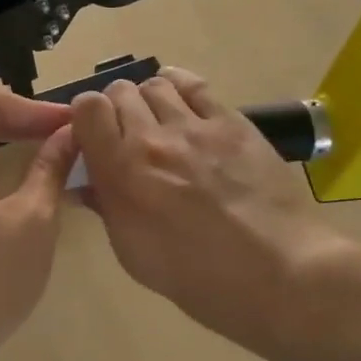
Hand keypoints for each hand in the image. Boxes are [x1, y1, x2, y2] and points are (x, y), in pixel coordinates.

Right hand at [70, 68, 355, 360]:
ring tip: (159, 122)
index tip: (92, 137)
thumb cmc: (197, 276)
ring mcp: (195, 126)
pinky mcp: (232, 122)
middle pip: (119, 91)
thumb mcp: (133, 253)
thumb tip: (90, 183)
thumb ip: (107, 207)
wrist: (275, 273)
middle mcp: (152, 139)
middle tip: (126, 135)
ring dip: (148, 99)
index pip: (87, 109)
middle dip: (116, 109)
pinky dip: (180, 86)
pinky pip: (195, 85)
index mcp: (122, 172)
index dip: (84, 118)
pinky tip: (182, 101)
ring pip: (156, 84)